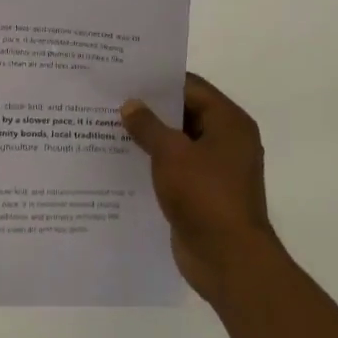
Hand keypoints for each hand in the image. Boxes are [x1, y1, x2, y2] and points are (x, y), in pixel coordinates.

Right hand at [121, 74, 272, 302]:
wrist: (228, 260)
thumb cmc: (205, 196)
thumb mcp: (171, 153)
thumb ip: (148, 125)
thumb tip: (130, 105)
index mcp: (229, 123)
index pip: (191, 87)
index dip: (159, 81)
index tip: (125, 76)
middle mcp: (227, 141)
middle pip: (184, 113)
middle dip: (150, 109)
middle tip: (111, 99)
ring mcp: (216, 169)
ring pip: (177, 142)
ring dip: (149, 137)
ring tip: (109, 127)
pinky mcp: (203, 193)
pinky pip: (175, 168)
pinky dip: (153, 162)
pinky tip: (122, 161)